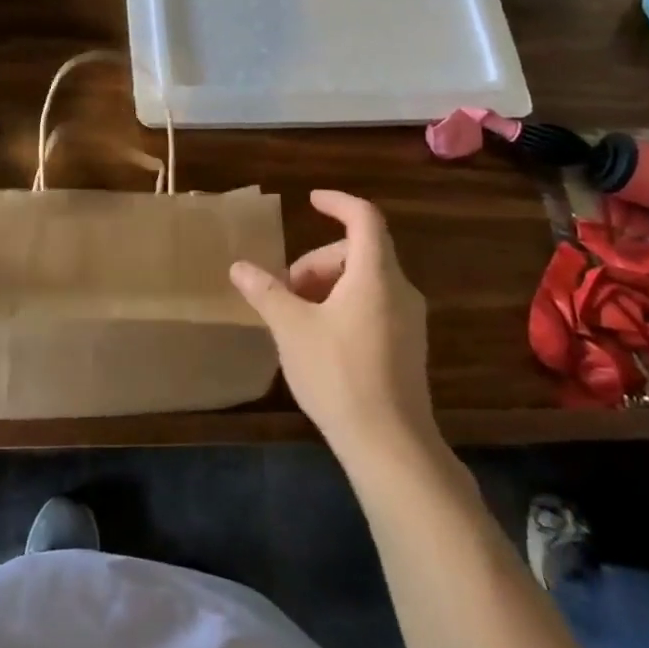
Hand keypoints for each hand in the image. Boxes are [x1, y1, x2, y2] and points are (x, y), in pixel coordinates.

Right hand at [230, 190, 435, 458]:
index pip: (365, 218)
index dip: (338, 203)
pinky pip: (374, 305)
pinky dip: (344, 305)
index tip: (310, 201)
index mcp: (375, 275)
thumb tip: (239, 267)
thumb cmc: (338, 374)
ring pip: (366, 281)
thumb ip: (266, 291)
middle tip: (285, 289)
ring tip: (297, 316)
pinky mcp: (408, 347)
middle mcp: (400, 290)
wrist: (390, 445)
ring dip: (328, 285)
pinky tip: (319, 339)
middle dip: (317, 261)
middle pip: (359, 251)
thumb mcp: (291, 328)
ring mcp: (409, 321)